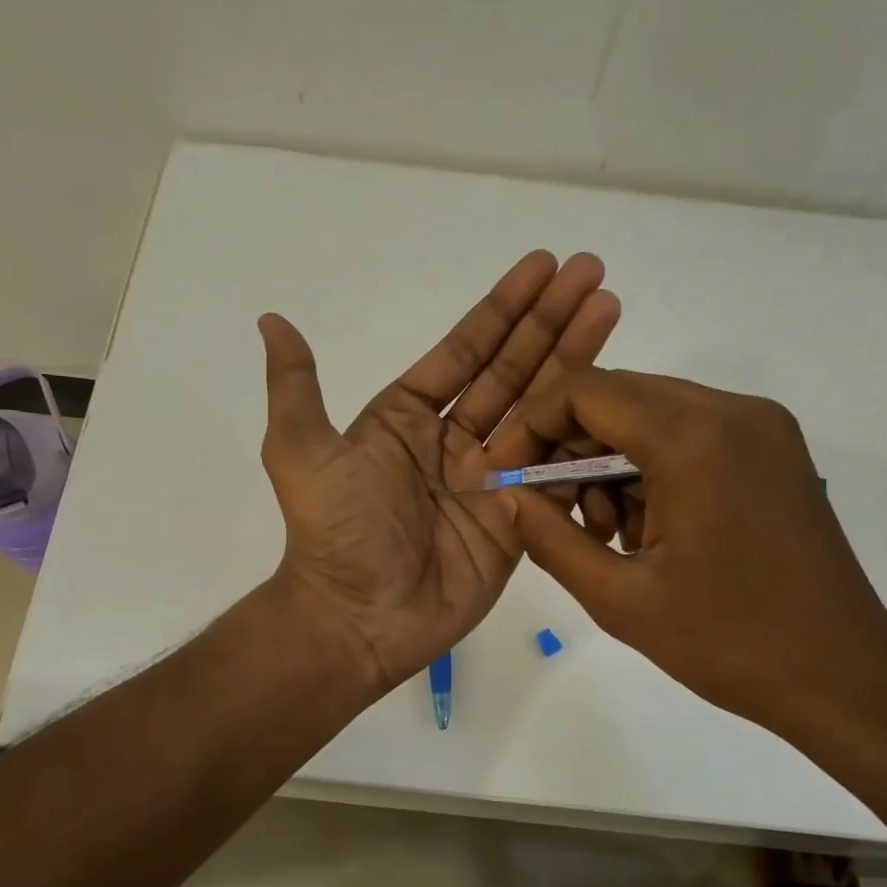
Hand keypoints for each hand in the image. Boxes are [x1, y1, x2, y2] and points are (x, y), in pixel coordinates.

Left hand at [258, 251, 619, 694]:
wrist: (357, 620)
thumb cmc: (334, 533)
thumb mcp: (300, 451)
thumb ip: (296, 385)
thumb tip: (270, 319)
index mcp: (407, 419)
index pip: (465, 352)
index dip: (503, 309)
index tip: (543, 266)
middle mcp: (452, 443)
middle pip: (512, 370)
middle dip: (551, 322)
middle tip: (593, 272)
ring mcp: (490, 481)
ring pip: (541, 411)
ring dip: (576, 361)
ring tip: (611, 309)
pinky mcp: (518, 521)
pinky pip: (555, 471)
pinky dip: (584, 435)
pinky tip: (615, 394)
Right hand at [505, 367, 886, 751]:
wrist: (843, 678)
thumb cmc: (727, 644)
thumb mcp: (619, 598)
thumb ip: (549, 538)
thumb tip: (505, 498)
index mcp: (694, 439)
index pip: (586, 391)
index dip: (533, 424)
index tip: (507, 474)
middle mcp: (732, 411)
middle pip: (619, 396)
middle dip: (570, 446)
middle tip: (550, 510)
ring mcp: (762, 427)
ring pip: (652, 415)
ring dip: (611, 461)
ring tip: (607, 533)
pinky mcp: (775, 450)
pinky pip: (690, 434)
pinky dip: (652, 468)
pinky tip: (649, 528)